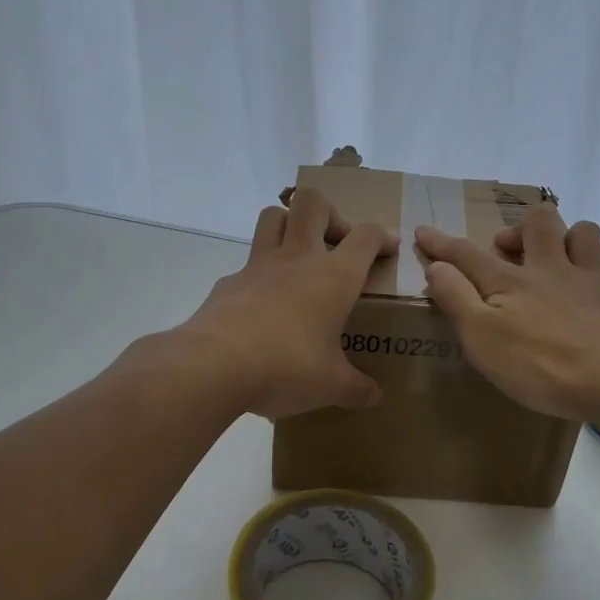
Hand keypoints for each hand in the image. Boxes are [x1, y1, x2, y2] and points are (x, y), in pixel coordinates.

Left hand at [173, 188, 394, 418]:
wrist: (213, 366)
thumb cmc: (286, 367)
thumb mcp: (331, 385)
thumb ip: (356, 388)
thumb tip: (374, 396)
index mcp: (334, 277)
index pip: (366, 235)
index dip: (382, 236)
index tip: (387, 250)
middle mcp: (297, 259)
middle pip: (312, 202)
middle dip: (330, 214)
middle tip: (335, 247)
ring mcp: (257, 266)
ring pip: (273, 215)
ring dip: (289, 226)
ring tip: (299, 260)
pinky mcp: (228, 283)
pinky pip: (247, 263)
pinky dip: (260, 274)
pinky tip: (263, 306)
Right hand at [416, 205, 599, 421]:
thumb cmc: (539, 364)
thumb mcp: (481, 336)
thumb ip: (456, 298)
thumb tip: (436, 265)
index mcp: (513, 281)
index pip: (468, 254)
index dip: (442, 243)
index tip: (423, 231)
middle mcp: (554, 271)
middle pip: (541, 223)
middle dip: (521, 226)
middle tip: (508, 249)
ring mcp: (596, 286)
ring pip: (587, 238)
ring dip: (571, 240)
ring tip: (558, 261)